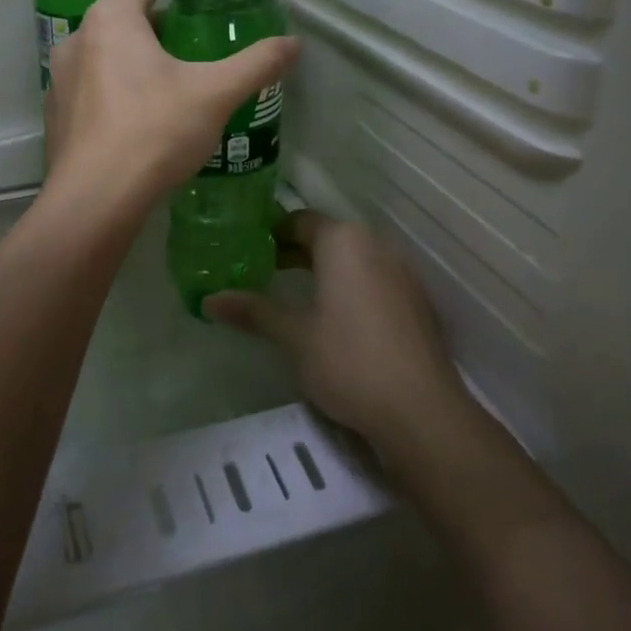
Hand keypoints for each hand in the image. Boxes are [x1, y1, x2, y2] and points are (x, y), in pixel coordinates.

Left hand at [44, 0, 298, 211]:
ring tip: (170, 77)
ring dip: (135, 53)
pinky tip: (140, 116)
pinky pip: (90, 84)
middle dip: (158, 20)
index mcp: (112, 19)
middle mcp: (78, 38)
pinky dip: (114, 85)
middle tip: (193, 39)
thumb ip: (257, 64)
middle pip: (122, 12)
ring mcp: (60, 77)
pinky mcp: (56, 113)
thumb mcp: (216, 94)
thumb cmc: (155, 131)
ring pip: (103, 50)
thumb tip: (294, 44)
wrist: (95, 199)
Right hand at [205, 211, 462, 450]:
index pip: (300, 220)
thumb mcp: (293, 336)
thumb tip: (209, 300)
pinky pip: (375, 279)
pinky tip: (337, 319)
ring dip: (324, 269)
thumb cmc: (348, 361)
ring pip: (353, 258)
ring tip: (295, 295)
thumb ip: (253, 311)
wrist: (421, 410)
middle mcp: (376, 245)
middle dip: (295, 252)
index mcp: (343, 241)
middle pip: (328, 237)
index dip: (271, 233)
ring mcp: (402, 273)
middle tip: (263, 272)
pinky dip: (351, 287)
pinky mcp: (417, 301)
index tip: (247, 250)